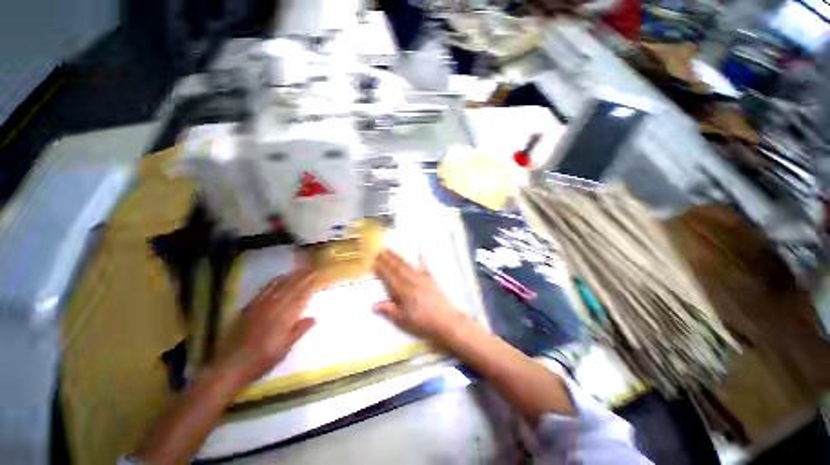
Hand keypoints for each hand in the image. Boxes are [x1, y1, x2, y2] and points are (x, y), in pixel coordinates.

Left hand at [216, 268, 316, 384]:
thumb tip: (314, 318)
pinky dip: (275, 281)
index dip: (309, 285)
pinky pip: (266, 289)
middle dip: (303, 277)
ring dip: (291, 277)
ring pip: (280, 286)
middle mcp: (275, 306)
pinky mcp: (251, 306)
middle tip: (312, 270)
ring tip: (300, 270)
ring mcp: (262, 305)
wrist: (234, 363)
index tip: (317, 276)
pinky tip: (280, 278)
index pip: (301, 296)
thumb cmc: (264, 358)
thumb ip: (299, 330)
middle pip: (292, 287)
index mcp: (286, 316)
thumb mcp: (285, 348)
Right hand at [373, 249, 467, 343]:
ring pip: (408, 265)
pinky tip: (418, 253)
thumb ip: (389, 310)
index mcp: (404, 292)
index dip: (382, 269)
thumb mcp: (403, 320)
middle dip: (388, 259)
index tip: (375, 261)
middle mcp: (412, 281)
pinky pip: (425, 267)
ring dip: (399, 257)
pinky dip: (421, 260)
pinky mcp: (431, 279)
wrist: (445, 320)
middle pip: (398, 268)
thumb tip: (374, 305)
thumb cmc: (422, 322)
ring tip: (391, 250)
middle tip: (380, 250)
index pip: (390, 277)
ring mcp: (422, 278)